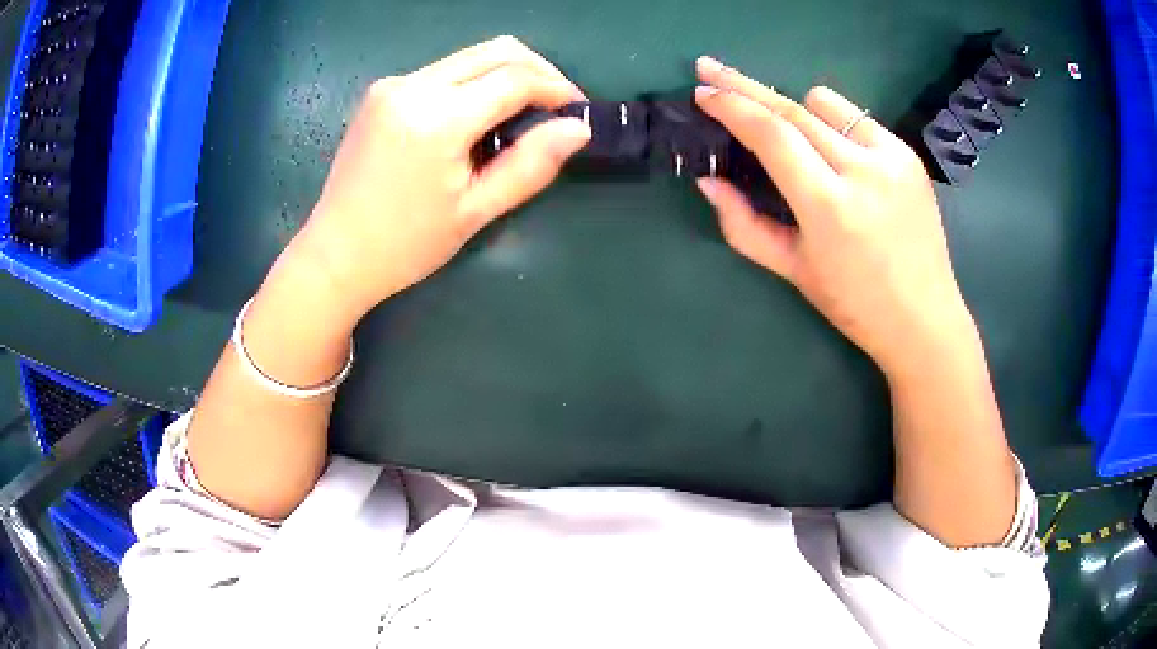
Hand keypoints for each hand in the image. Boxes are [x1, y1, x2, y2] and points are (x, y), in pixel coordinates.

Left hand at [287, 36, 590, 319]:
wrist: (335, 254)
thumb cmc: (406, 244)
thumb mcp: (475, 211)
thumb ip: (530, 164)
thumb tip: (578, 129)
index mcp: (437, 118)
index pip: (515, 79)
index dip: (556, 88)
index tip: (577, 111)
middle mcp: (413, 86)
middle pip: (496, 51)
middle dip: (538, 70)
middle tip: (557, 105)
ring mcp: (393, 84)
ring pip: (470, 57)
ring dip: (506, 75)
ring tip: (521, 115)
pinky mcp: (382, 91)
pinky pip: (443, 71)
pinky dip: (473, 83)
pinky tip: (476, 118)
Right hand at [693, 56, 976, 377]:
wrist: (925, 319)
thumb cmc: (855, 304)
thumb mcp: (793, 271)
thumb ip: (743, 225)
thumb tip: (708, 182)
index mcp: (830, 206)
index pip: (772, 135)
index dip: (732, 107)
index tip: (702, 92)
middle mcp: (863, 170)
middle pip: (793, 108)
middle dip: (746, 85)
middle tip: (710, 68)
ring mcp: (892, 157)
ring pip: (825, 103)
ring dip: (796, 108)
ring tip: (788, 131)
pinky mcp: (909, 155)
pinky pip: (857, 118)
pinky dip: (832, 122)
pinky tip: (832, 147)